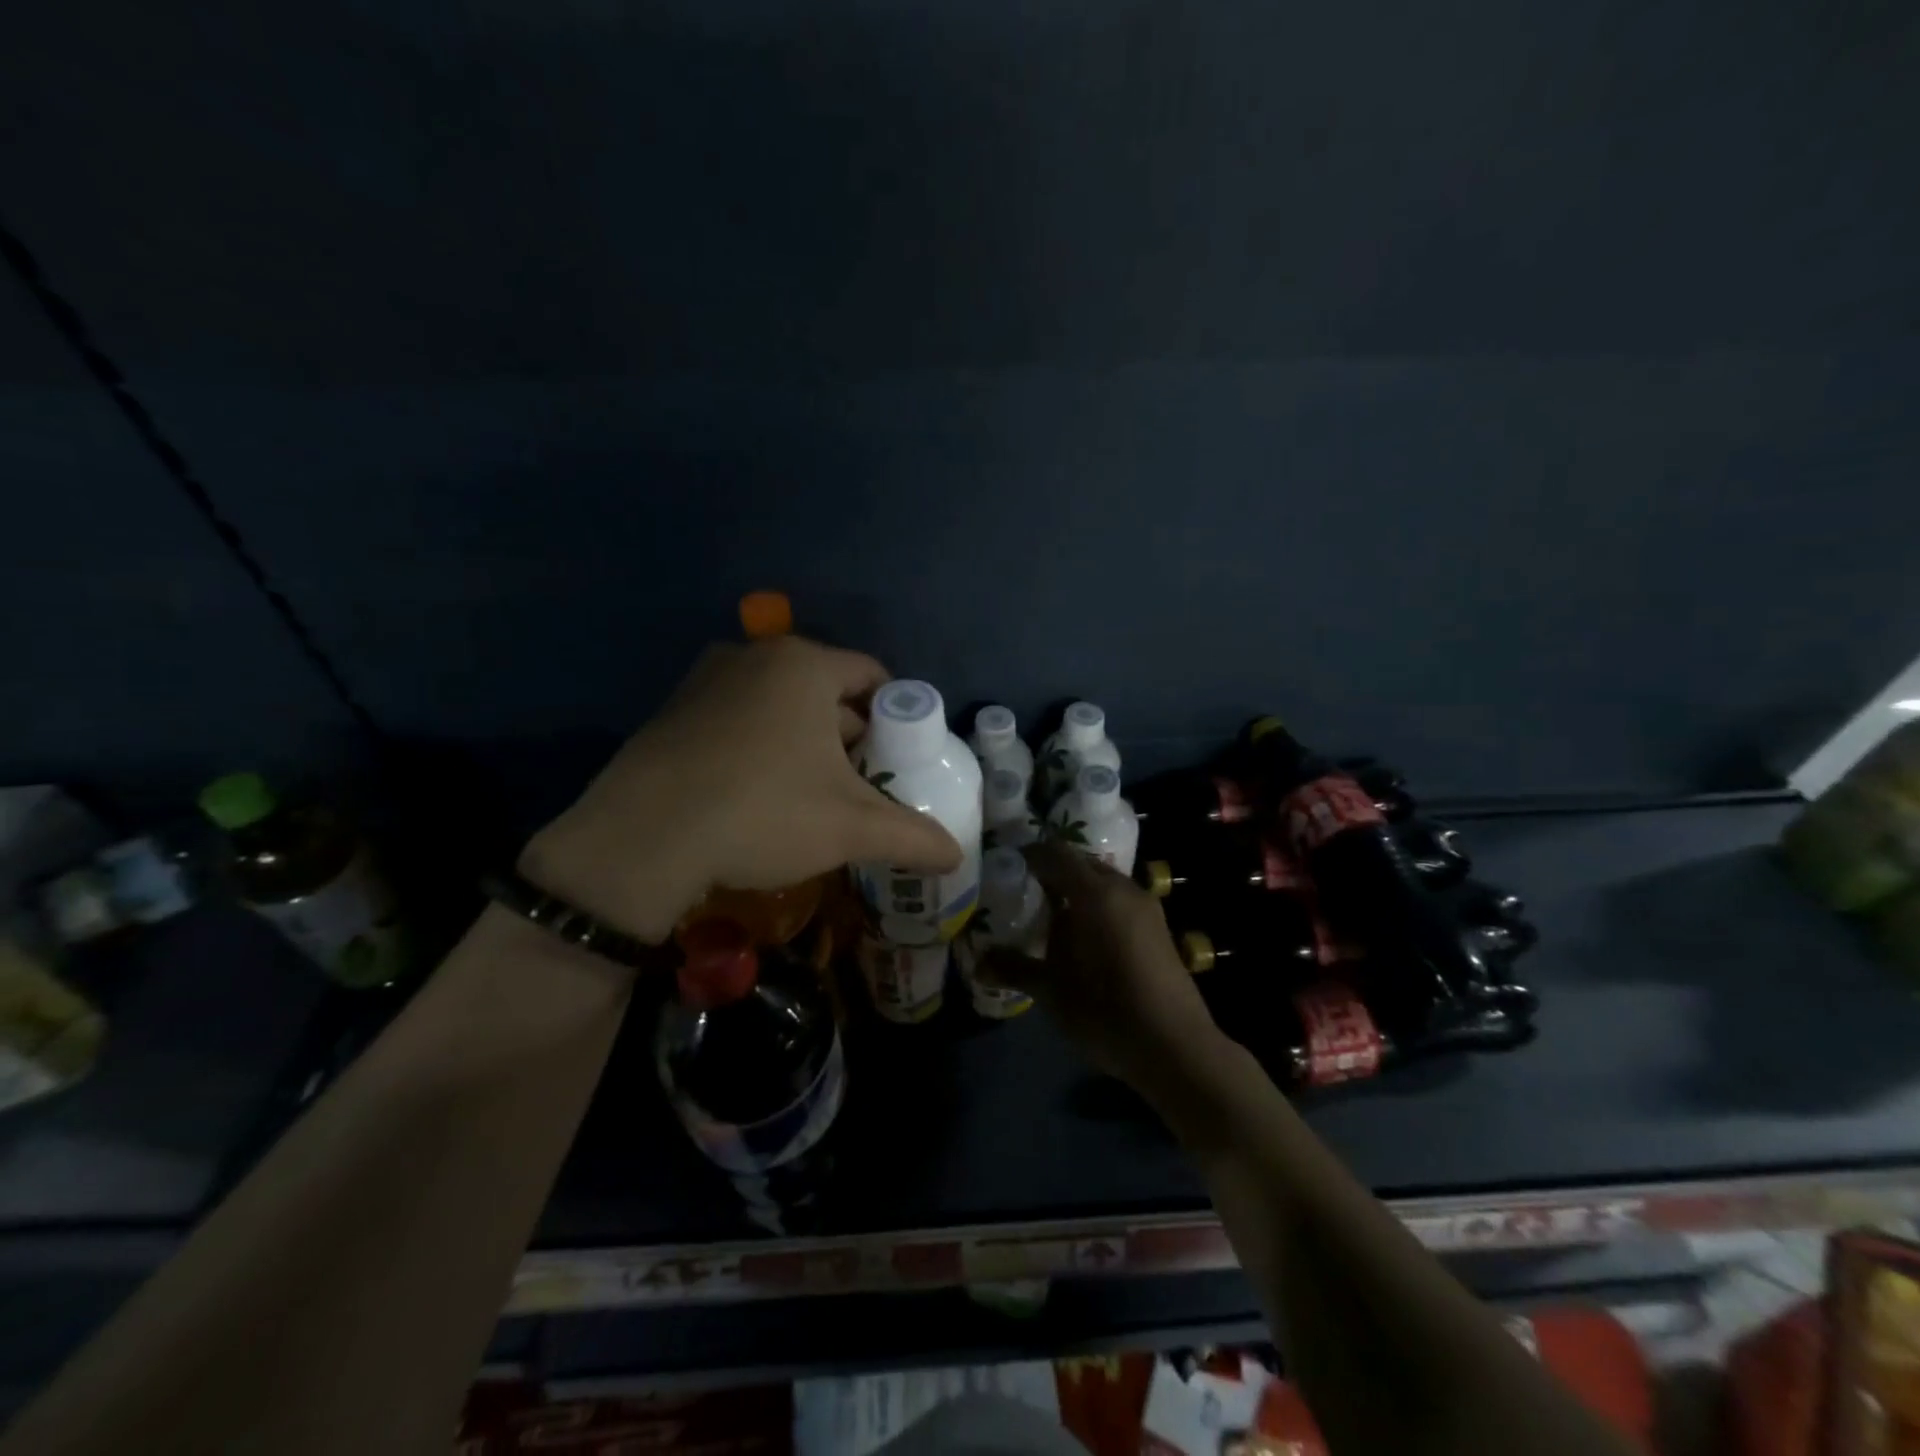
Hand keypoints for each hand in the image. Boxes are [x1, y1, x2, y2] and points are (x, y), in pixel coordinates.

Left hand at [520, 637, 962, 941]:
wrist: (641, 840)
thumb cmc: (762, 813)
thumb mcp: (850, 828)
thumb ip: (911, 836)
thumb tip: (956, 855)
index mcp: (805, 666)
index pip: (873, 676)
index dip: (897, 718)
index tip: (901, 760)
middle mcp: (755, 657)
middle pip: (827, 691)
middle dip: (851, 736)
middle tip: (864, 786)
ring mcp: (707, 679)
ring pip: (780, 706)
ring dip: (805, 743)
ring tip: (814, 796)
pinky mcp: (674, 710)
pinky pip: (739, 719)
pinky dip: (760, 746)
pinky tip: (758, 796)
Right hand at [986, 844, 1226, 1088]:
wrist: (1176, 1047)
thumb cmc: (1107, 1011)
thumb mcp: (1052, 991)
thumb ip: (1015, 968)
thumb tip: (978, 962)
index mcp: (1095, 893)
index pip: (1055, 854)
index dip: (1029, 855)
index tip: (1005, 865)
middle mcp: (1123, 888)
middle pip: (1081, 862)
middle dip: (1052, 869)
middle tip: (1022, 888)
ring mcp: (1145, 906)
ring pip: (1103, 880)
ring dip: (1076, 887)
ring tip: (1049, 911)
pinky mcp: (1157, 926)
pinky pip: (1118, 898)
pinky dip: (1096, 902)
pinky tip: (1082, 933)